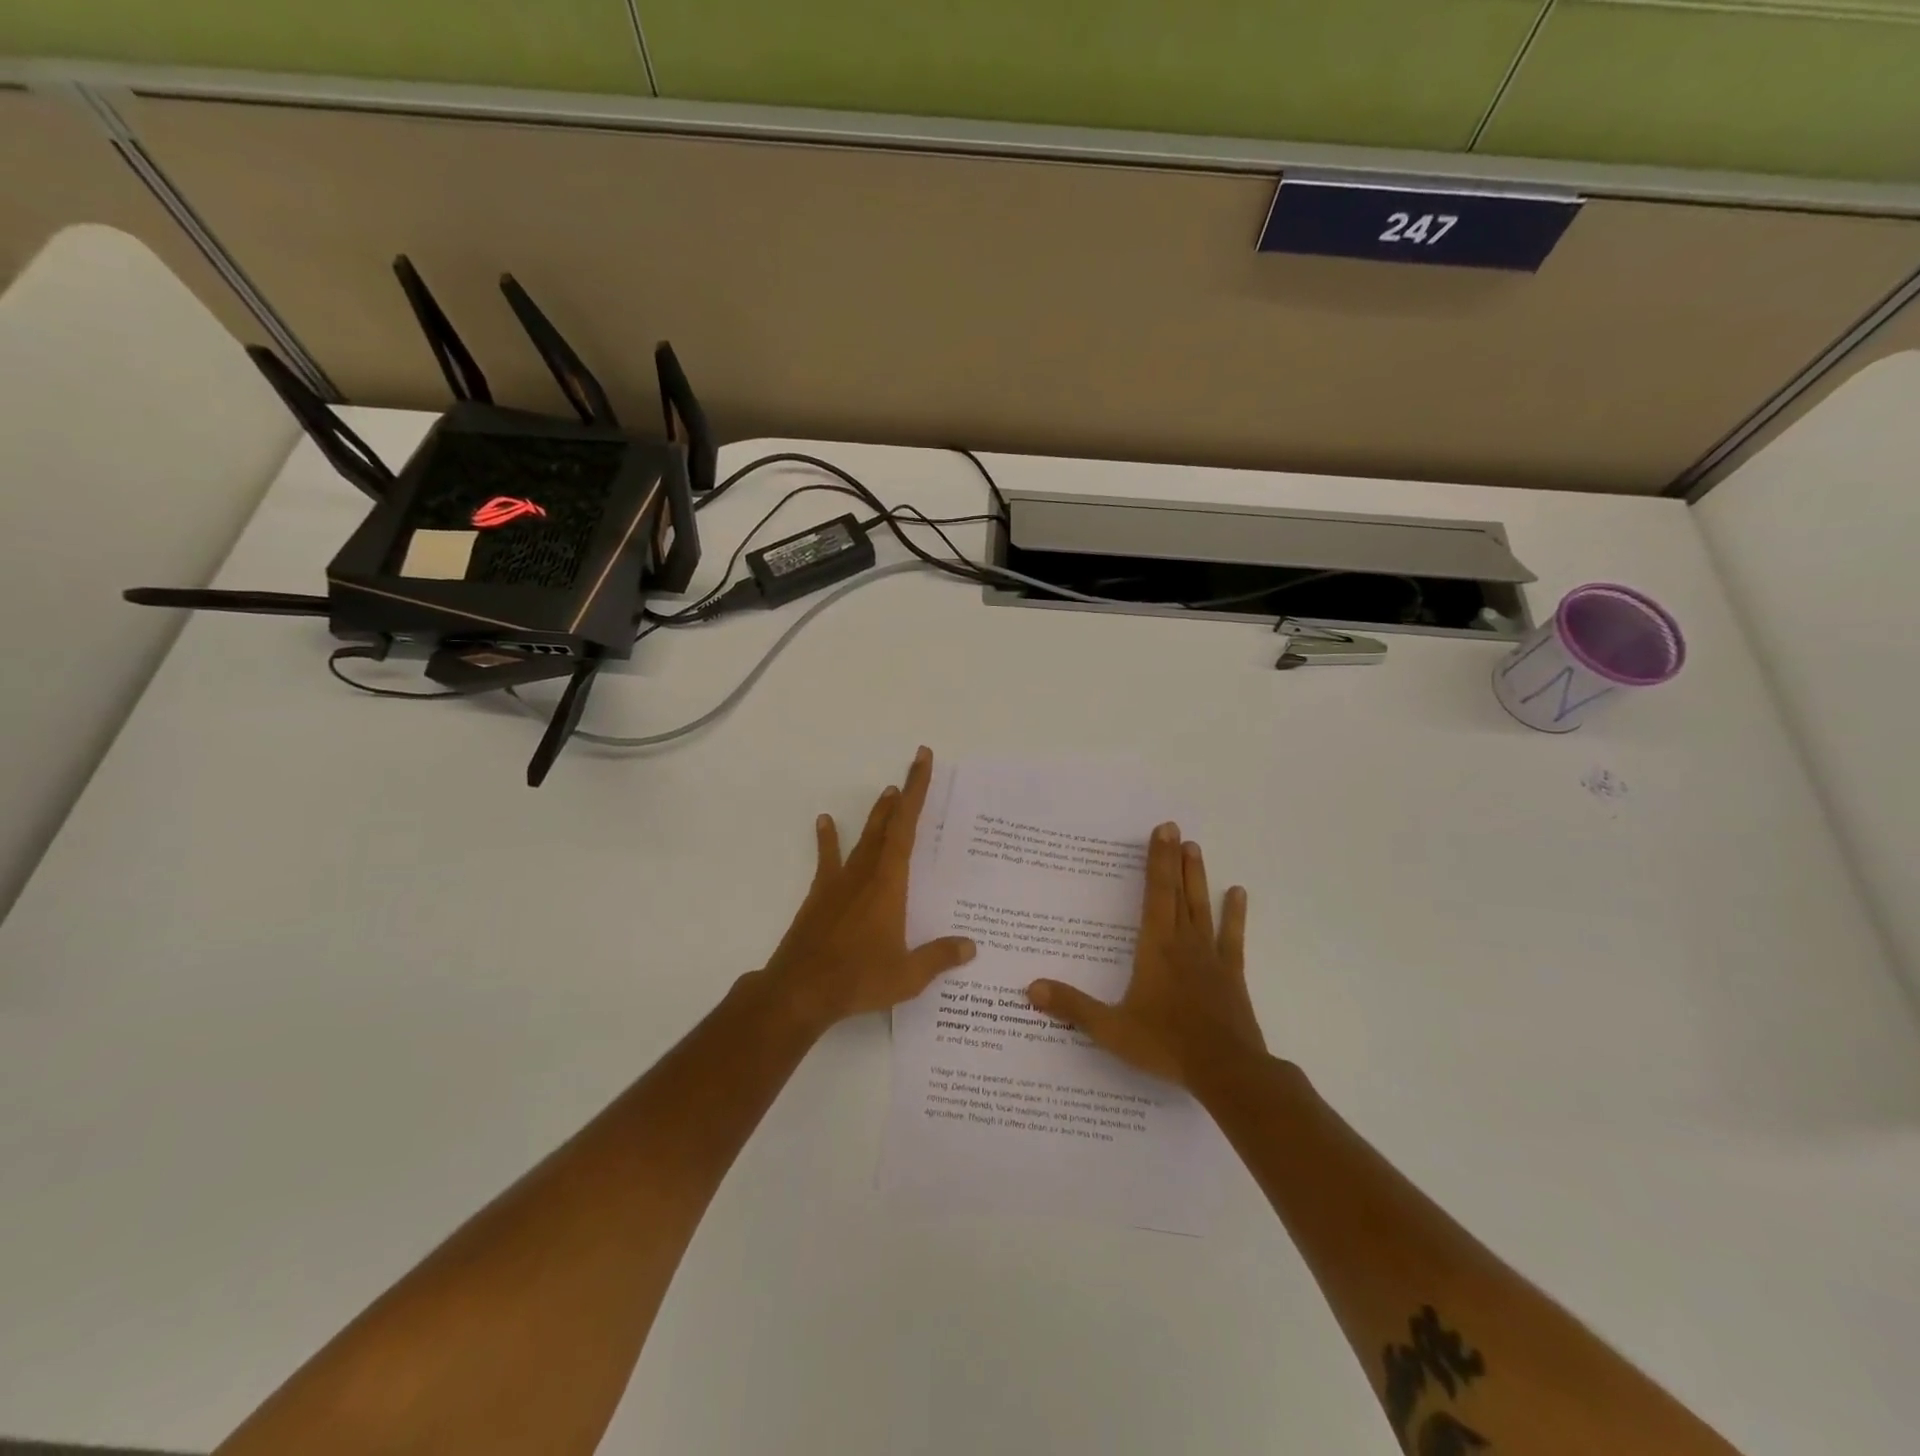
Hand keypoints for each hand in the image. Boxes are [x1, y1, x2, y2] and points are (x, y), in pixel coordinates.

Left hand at [759, 746, 976, 1030]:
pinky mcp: (820, 896)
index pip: (907, 828)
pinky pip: (828, 859)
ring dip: (876, 815)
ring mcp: (839, 883)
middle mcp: (865, 874)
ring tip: (886, 792)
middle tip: (914, 767)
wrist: (800, 991)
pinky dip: (828, 839)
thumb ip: (939, 957)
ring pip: (863, 838)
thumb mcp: (907, 975)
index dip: (916, 792)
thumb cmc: (858, 979)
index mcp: (889, 884)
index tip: (922, 761)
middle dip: (903, 795)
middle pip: (887, 825)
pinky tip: (825, 821)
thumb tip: (971, 946)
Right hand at [1027, 823, 1264, 1088]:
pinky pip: (1232, 937)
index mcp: (1155, 948)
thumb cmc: (1166, 1045)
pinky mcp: (1231, 975)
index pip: (1155, 894)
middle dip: (1174, 859)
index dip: (1157, 861)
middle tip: (1175, 828)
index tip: (1162, 830)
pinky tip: (1238, 893)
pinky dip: (1234, 915)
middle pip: (1177, 892)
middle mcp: (1183, 943)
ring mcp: (1210, 957)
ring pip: (1202, 907)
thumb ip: (1073, 1006)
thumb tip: (1031, 987)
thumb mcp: (1111, 1029)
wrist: (1226, 1071)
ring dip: (1197, 877)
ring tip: (1196, 848)